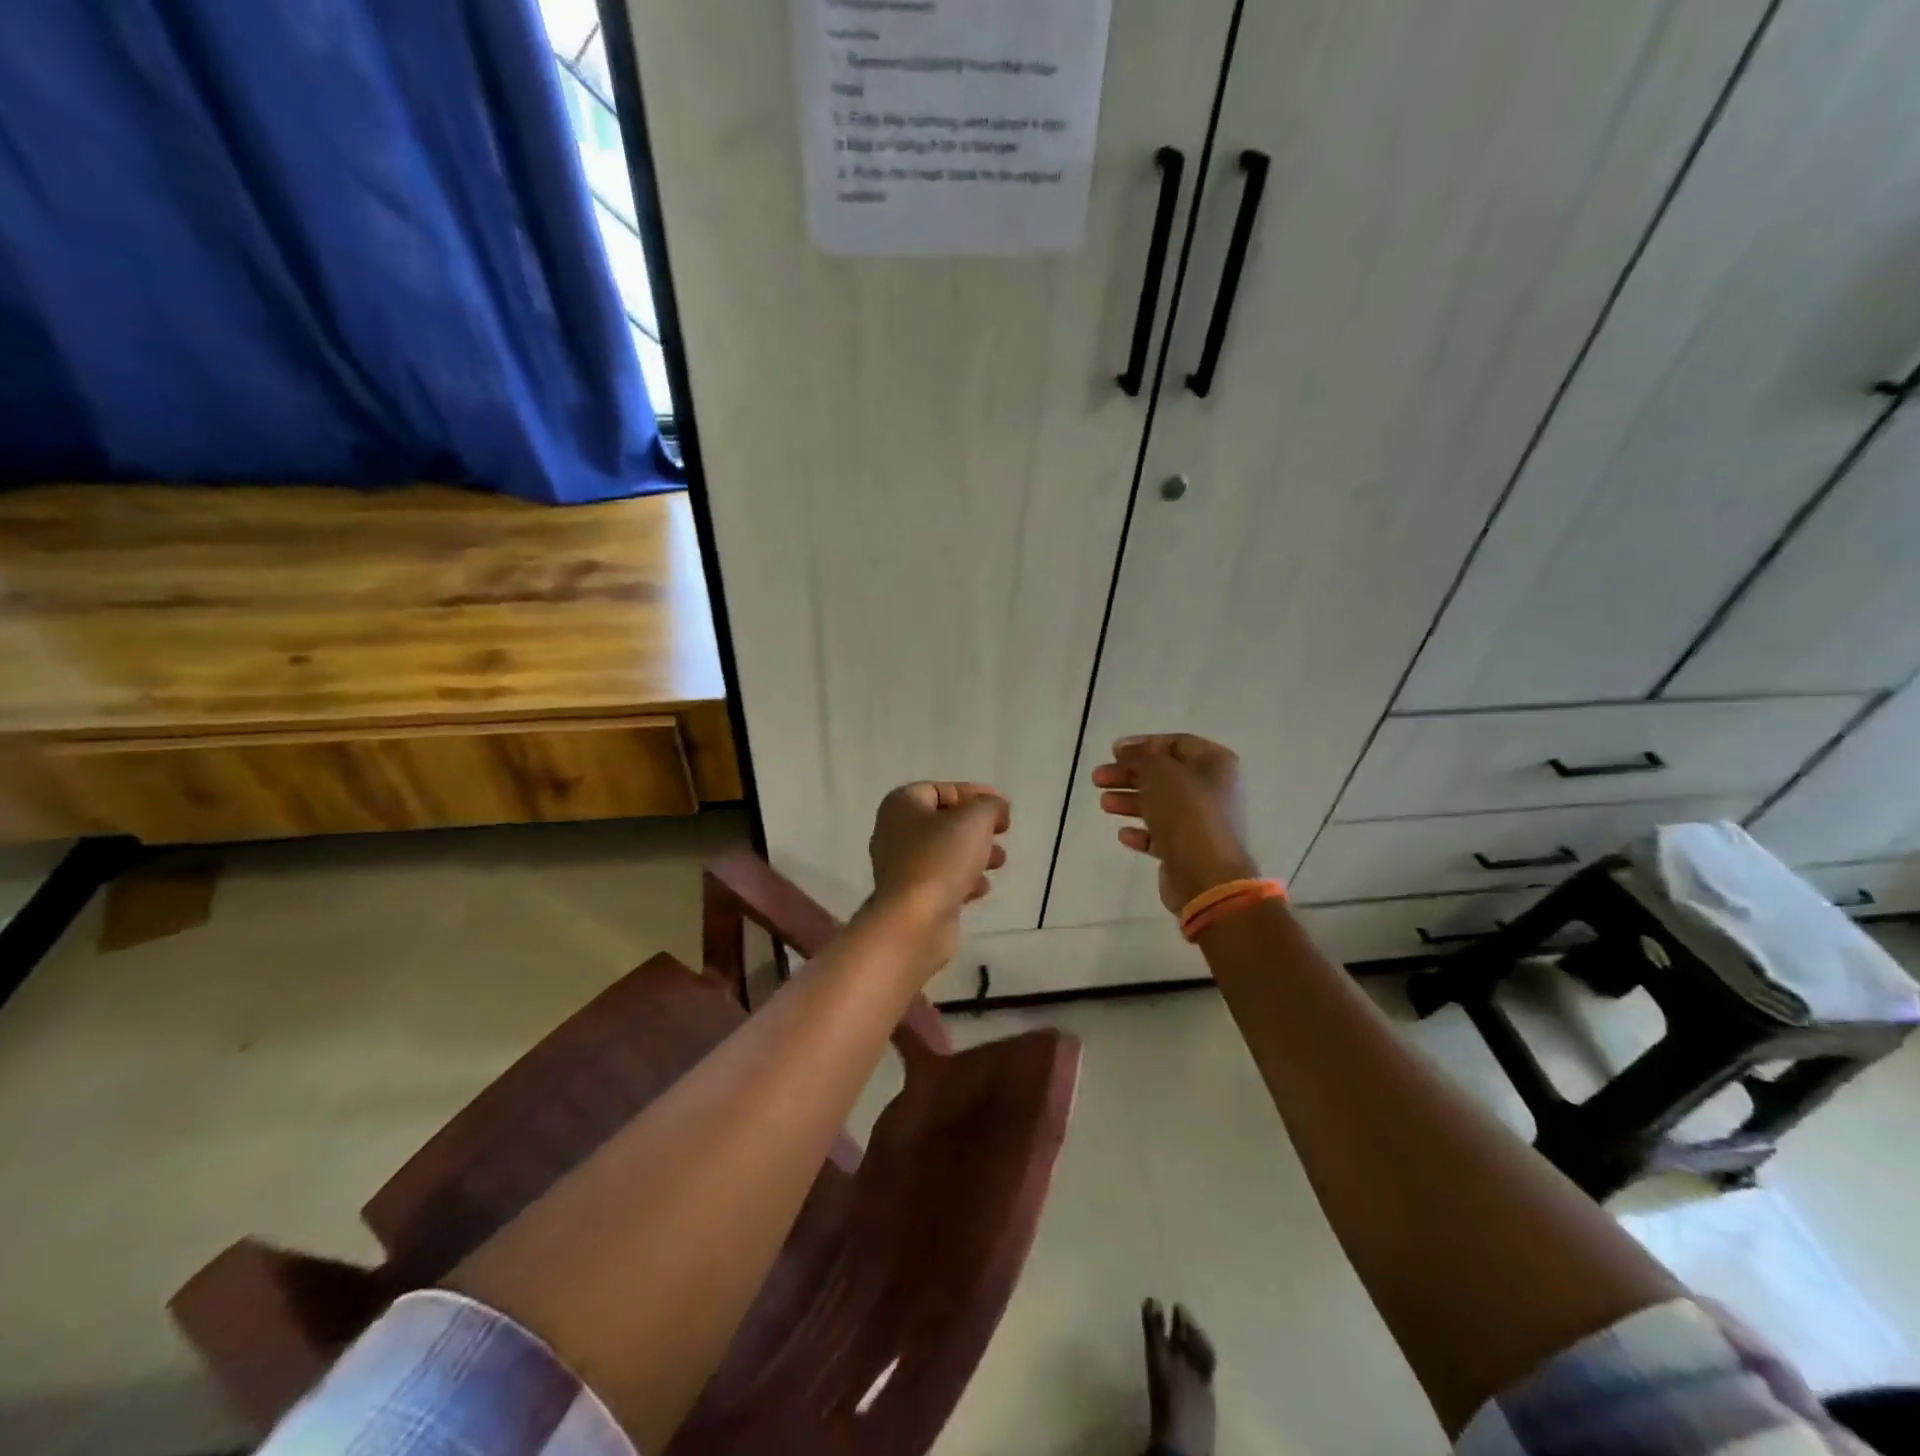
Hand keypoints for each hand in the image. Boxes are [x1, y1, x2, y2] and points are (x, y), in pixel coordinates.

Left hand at [867, 782, 1009, 957]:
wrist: (913, 921)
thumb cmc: (940, 858)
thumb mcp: (975, 819)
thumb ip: (990, 805)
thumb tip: (995, 808)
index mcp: (901, 805)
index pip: (942, 789)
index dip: (975, 794)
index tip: (1003, 808)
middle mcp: (895, 832)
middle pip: (944, 821)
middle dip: (978, 828)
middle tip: (1001, 834)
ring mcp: (900, 867)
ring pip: (945, 852)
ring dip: (975, 854)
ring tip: (998, 862)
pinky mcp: (911, 897)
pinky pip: (942, 880)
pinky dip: (963, 881)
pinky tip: (980, 889)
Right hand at [1092, 735, 1257, 914]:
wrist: (1207, 876)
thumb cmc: (1187, 813)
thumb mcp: (1160, 773)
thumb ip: (1140, 756)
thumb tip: (1125, 749)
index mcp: (1215, 764)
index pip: (1176, 743)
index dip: (1144, 745)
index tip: (1114, 752)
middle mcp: (1212, 790)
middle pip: (1164, 775)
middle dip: (1129, 775)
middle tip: (1098, 779)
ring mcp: (1202, 822)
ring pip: (1160, 804)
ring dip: (1130, 801)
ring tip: (1104, 805)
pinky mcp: (1189, 850)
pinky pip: (1161, 835)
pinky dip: (1141, 832)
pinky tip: (1123, 834)